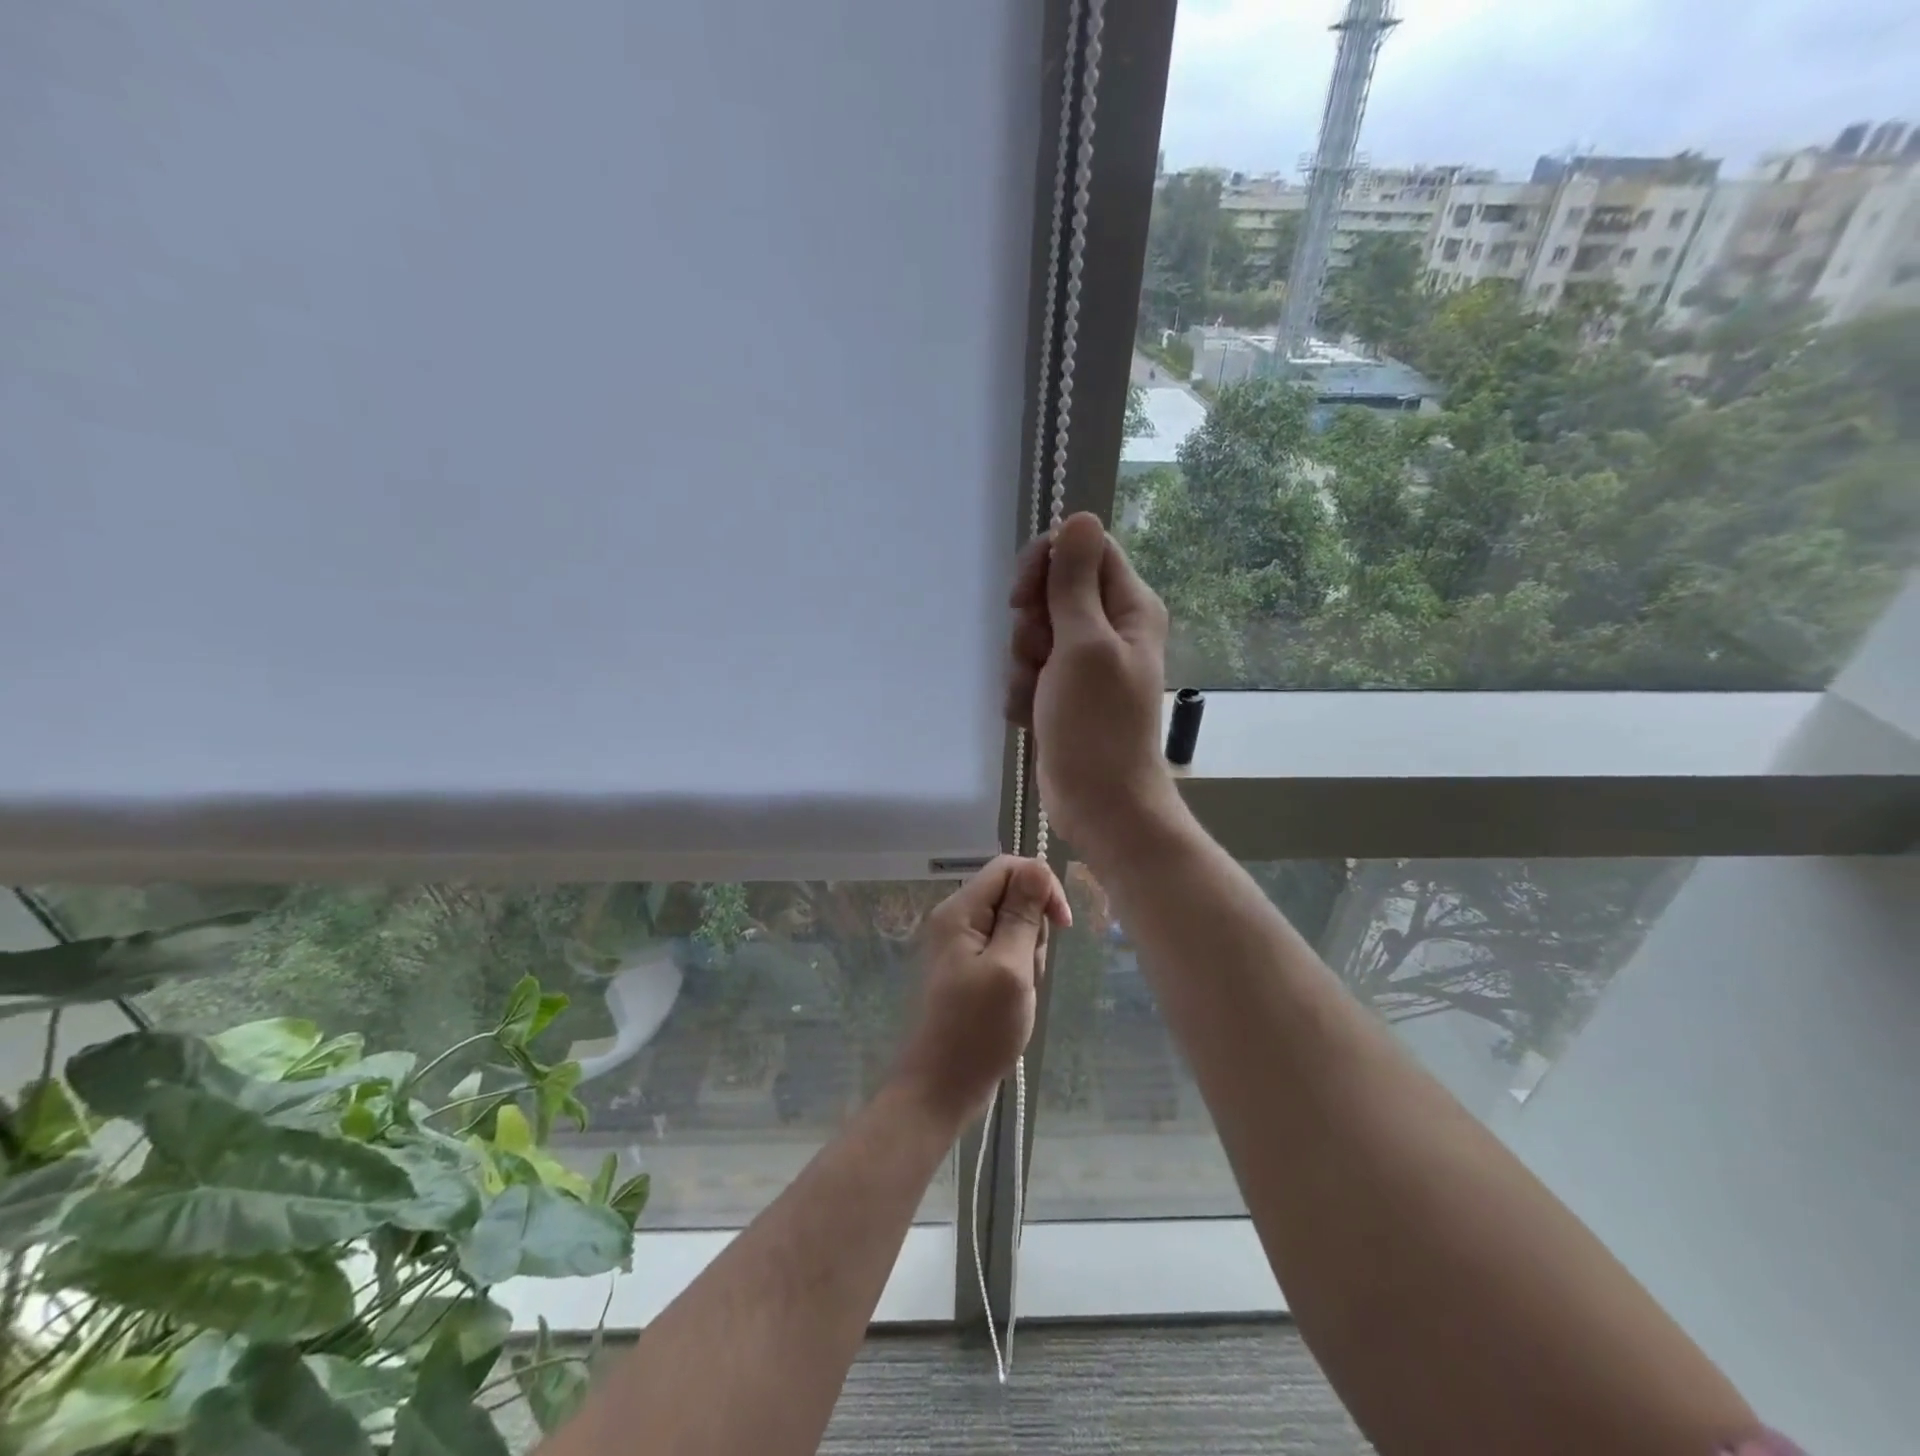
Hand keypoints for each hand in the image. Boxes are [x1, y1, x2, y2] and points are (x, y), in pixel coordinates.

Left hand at [892, 856, 1070, 1123]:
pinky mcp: (966, 969)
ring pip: (1012, 927)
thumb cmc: (976, 1030)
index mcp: (959, 911)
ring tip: (1019, 992)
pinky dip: (1017, 971)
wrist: (939, 1089)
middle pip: (1011, 896)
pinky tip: (1013, 1001)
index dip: (1041, 885)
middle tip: (1028, 971)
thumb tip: (1038, 866)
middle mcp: (955, 920)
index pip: (1008, 867)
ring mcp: (959, 946)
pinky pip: (1003, 952)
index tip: (1063, 924)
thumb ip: (1023, 915)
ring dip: (1028, 955)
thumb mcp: (1010, 968)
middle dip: (1034, 928)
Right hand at [1006, 512, 1181, 856]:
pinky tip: (1031, 717)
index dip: (1048, 562)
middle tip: (1037, 652)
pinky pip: (1028, 672)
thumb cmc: (1096, 724)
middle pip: (1053, 590)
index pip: (1084, 549)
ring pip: (1033, 634)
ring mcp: (1083, 663)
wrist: (1098, 802)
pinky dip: (1023, 692)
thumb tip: (1080, 516)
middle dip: (1031, 623)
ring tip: (1038, 696)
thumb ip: (1076, 582)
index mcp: (1129, 607)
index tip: (1023, 594)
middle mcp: (1108, 628)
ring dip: (1023, 664)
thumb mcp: (1082, 644)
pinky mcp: (1062, 693)